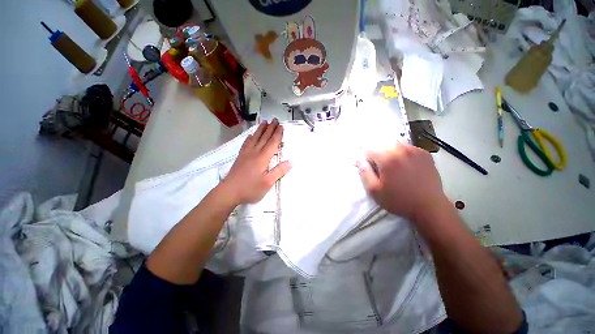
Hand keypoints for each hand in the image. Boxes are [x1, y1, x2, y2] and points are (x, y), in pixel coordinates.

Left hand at [220, 119, 291, 204]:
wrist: (229, 192)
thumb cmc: (250, 188)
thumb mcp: (268, 183)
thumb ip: (279, 171)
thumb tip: (290, 162)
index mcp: (263, 158)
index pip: (272, 143)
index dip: (277, 134)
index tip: (281, 126)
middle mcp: (254, 152)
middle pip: (264, 138)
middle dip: (270, 128)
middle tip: (275, 119)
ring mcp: (246, 154)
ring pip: (255, 138)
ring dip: (260, 130)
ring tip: (265, 122)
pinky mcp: (240, 157)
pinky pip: (246, 144)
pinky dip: (249, 138)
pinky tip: (250, 135)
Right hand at [357, 143, 448, 221]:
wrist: (429, 207)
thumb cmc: (398, 200)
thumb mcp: (374, 190)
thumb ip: (364, 172)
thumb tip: (358, 159)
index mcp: (388, 158)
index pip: (369, 150)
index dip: (365, 159)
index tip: (367, 168)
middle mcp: (401, 149)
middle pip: (381, 145)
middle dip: (376, 155)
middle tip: (379, 169)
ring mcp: (415, 150)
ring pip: (394, 144)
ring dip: (388, 153)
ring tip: (391, 167)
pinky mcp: (425, 154)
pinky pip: (407, 147)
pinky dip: (401, 153)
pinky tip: (404, 165)